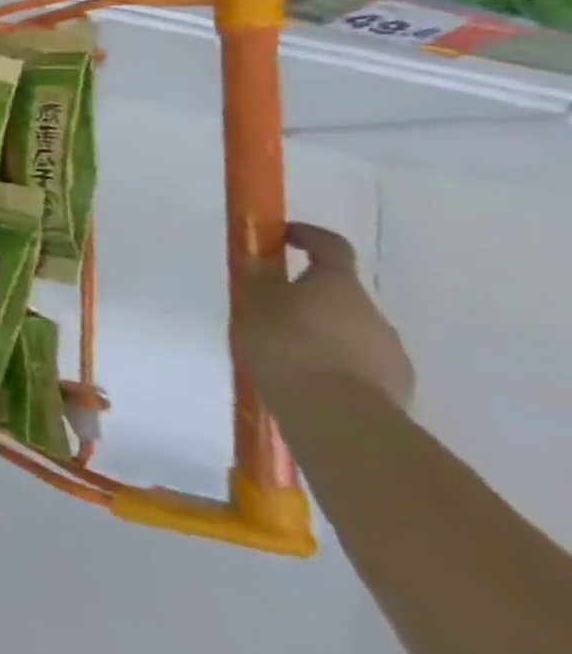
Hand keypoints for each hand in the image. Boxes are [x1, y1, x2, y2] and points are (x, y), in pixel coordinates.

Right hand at [242, 222, 414, 409]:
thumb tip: (261, 259)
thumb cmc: (289, 346)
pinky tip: (309, 379)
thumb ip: (259, 279)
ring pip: (351, 330)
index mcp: (338, 284)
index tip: (283, 235)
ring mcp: (390, 351)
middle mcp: (372, 311)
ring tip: (287, 351)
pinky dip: (336, 363)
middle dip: (310, 295)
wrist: (340, 418)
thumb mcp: (256, 304)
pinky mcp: (397, 387)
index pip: (331, 246)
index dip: (307, 236)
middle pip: (340, 293)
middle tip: (272, 308)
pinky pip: (360, 364)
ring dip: (323, 332)